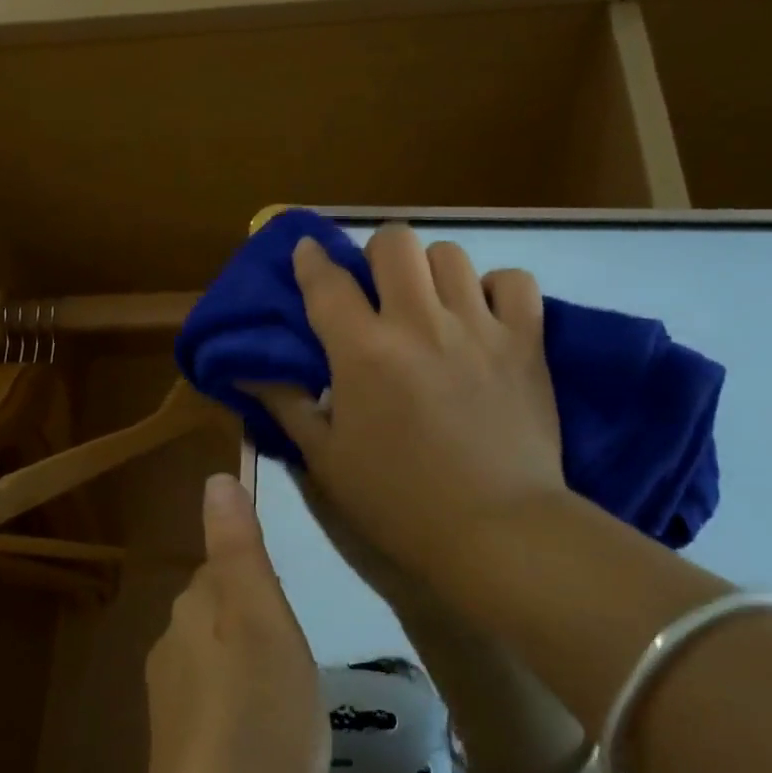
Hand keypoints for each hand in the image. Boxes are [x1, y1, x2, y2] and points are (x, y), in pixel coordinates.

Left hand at [142, 473, 328, 772]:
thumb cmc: (259, 712)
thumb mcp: (263, 616)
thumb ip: (239, 548)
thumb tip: (215, 479)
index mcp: (192, 608)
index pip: (223, 568)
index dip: (261, 584)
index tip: (290, 614)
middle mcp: (169, 645)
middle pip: (218, 612)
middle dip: (255, 623)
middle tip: (297, 660)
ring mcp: (167, 701)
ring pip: (216, 660)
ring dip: (249, 668)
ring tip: (287, 704)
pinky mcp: (175, 749)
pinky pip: (213, 707)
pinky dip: (238, 710)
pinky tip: (264, 743)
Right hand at [252, 223, 568, 599]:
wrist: (496, 530)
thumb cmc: (399, 502)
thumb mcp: (327, 460)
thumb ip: (285, 405)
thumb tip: (246, 369)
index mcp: (363, 351)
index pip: (327, 281)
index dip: (311, 258)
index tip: (308, 250)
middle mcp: (419, 322)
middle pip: (394, 241)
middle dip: (376, 253)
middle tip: (377, 287)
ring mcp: (478, 326)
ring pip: (450, 253)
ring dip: (430, 269)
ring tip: (430, 301)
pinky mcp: (526, 341)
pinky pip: (515, 281)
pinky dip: (496, 288)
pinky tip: (484, 314)